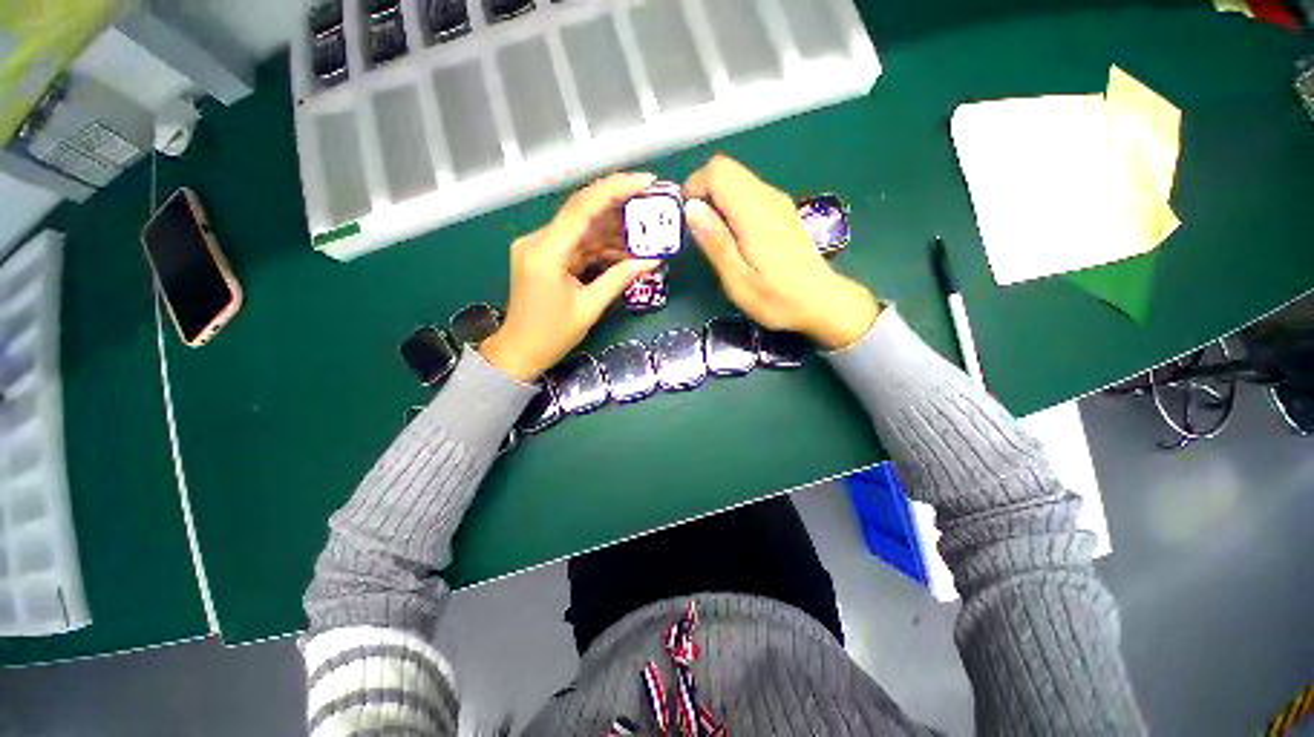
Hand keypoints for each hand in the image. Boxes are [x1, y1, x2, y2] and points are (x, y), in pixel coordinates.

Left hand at [481, 173, 661, 381]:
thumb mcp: (590, 307)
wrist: (519, 351)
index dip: (617, 189)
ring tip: (645, 232)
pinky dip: (601, 246)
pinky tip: (624, 250)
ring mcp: (540, 246)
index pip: (584, 207)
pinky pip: (577, 244)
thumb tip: (653, 261)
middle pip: (584, 212)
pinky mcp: (545, 256)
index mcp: (547, 251)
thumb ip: (620, 279)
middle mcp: (539, 240)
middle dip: (620, 207)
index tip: (647, 182)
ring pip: (583, 228)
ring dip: (613, 230)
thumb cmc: (551, 335)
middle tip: (652, 207)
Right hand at [684, 155, 879, 349]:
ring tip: (714, 238)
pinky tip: (734, 238)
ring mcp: (777, 202)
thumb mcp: (738, 280)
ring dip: (716, 200)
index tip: (687, 220)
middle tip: (698, 230)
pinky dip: (731, 206)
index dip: (695, 188)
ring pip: (737, 180)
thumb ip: (716, 242)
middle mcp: (767, 197)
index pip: (717, 171)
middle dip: (703, 192)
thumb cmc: (777, 299)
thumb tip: (692, 208)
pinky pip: (747, 193)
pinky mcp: (780, 210)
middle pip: (726, 169)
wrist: (821, 302)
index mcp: (755, 212)